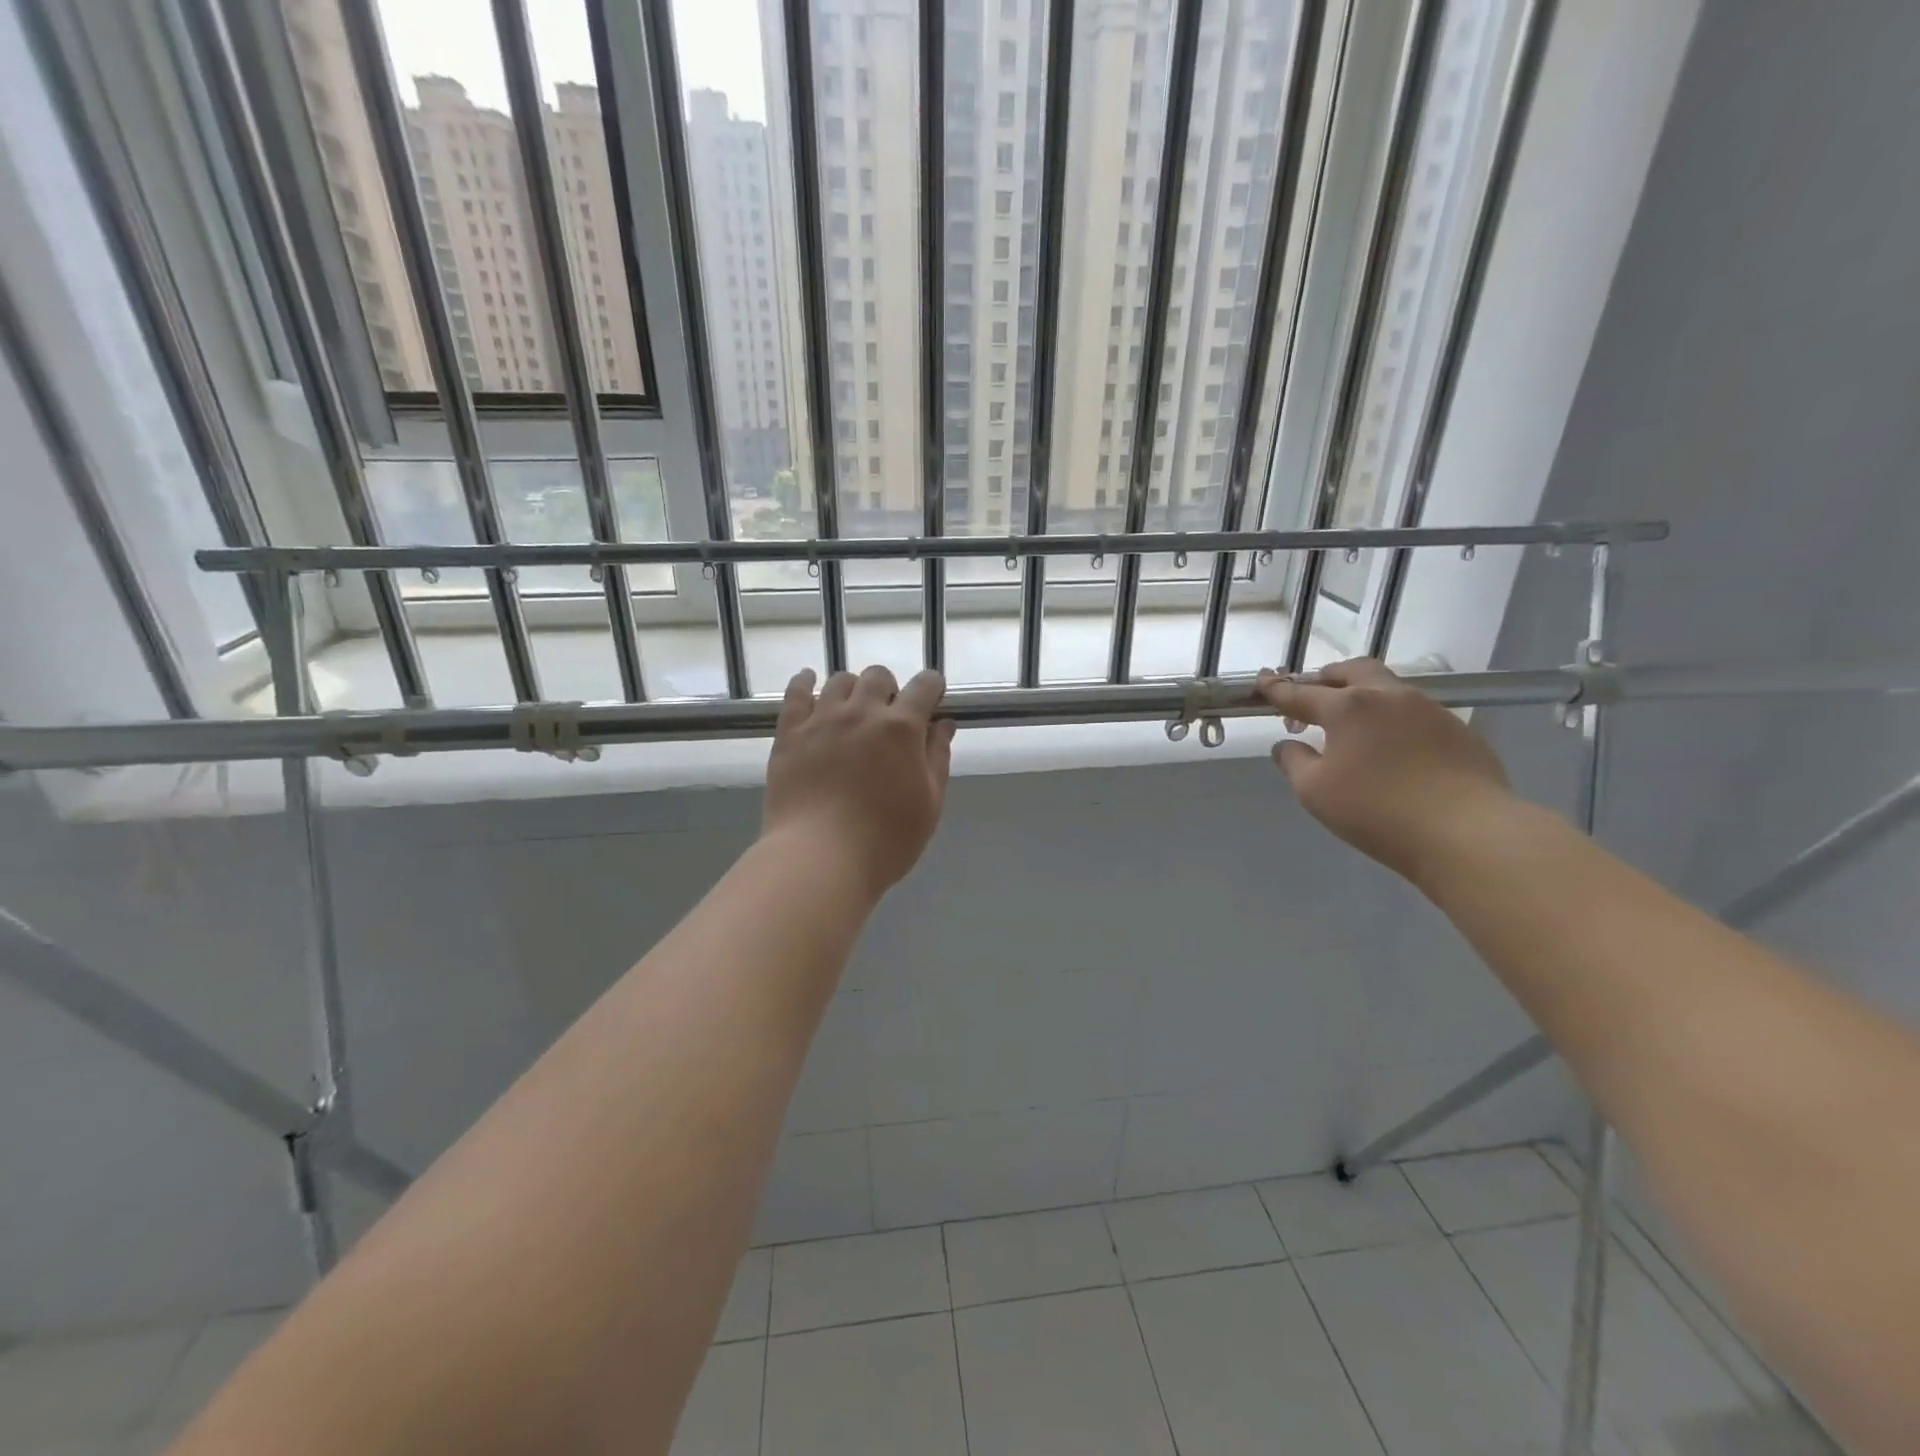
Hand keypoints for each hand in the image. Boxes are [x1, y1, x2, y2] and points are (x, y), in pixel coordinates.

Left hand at [763, 665, 956, 898]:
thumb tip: (943, 724)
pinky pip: (795, 693)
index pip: (924, 686)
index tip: (933, 698)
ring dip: (853, 688)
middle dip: (890, 688)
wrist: (819, 859)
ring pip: (839, 681)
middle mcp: (862, 712)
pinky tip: (809, 681)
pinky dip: (804, 681)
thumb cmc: (885, 840)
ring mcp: (822, 719)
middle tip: (889, 716)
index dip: (932, 687)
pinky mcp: (789, 733)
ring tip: (852, 709)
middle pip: (878, 676)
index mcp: (901, 728)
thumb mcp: (929, 804)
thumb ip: (938, 758)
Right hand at [1257, 658, 1513, 882]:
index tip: (1261, 683)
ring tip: (1353, 726)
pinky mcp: (1459, 731)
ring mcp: (1430, 710)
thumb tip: (1286, 745)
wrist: (1466, 832)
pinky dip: (1393, 721)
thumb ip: (1294, 762)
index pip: (1301, 693)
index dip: (1277, 689)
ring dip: (1363, 697)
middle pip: (1352, 671)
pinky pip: (1416, 715)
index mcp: (1348, 707)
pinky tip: (1393, 751)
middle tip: (1312, 697)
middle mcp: (1389, 697)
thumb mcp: (1315, 792)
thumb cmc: (1377, 811)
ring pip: (1388, 689)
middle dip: (1327, 678)